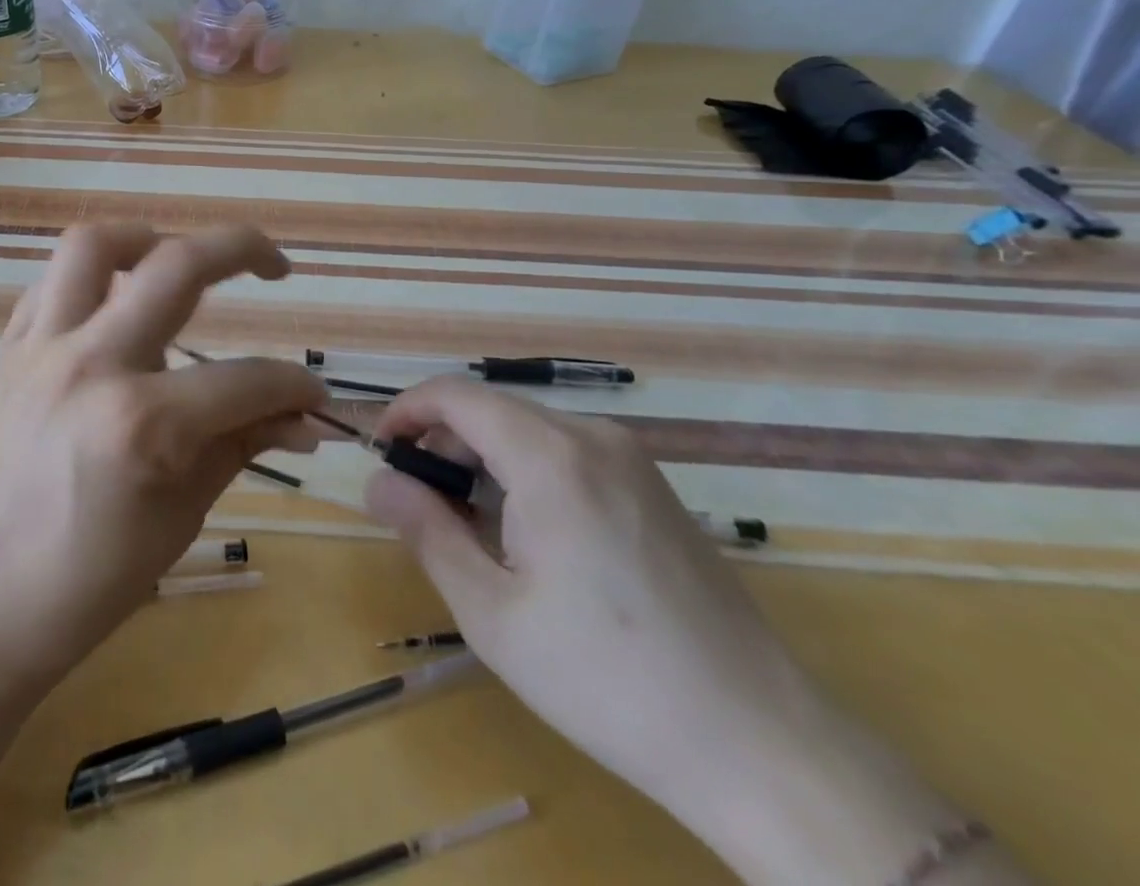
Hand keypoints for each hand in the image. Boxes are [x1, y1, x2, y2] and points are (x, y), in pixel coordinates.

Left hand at [0, 222, 325, 697]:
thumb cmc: (90, 581)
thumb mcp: (182, 515)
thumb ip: (242, 446)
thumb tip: (302, 418)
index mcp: (143, 423)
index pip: (246, 379)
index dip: (294, 386)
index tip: (312, 395)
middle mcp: (92, 365)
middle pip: (178, 266)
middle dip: (243, 249)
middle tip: (274, 265)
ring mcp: (40, 350)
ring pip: (93, 246)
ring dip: (147, 238)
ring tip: (175, 256)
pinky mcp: (6, 352)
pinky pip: (50, 285)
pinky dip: (89, 280)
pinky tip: (112, 305)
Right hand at [367, 380, 1006, 885]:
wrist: (763, 747)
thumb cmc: (607, 679)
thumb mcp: (492, 613)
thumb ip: (426, 531)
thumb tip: (379, 482)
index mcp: (549, 456)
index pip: (455, 395)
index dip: (406, 413)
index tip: (381, 455)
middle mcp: (593, 436)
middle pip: (492, 409)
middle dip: (442, 442)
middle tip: (420, 505)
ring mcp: (632, 459)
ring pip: (529, 429)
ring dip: (484, 458)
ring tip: (471, 526)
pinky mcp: (655, 487)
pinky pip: (568, 452)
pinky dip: (527, 471)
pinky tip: (531, 535)